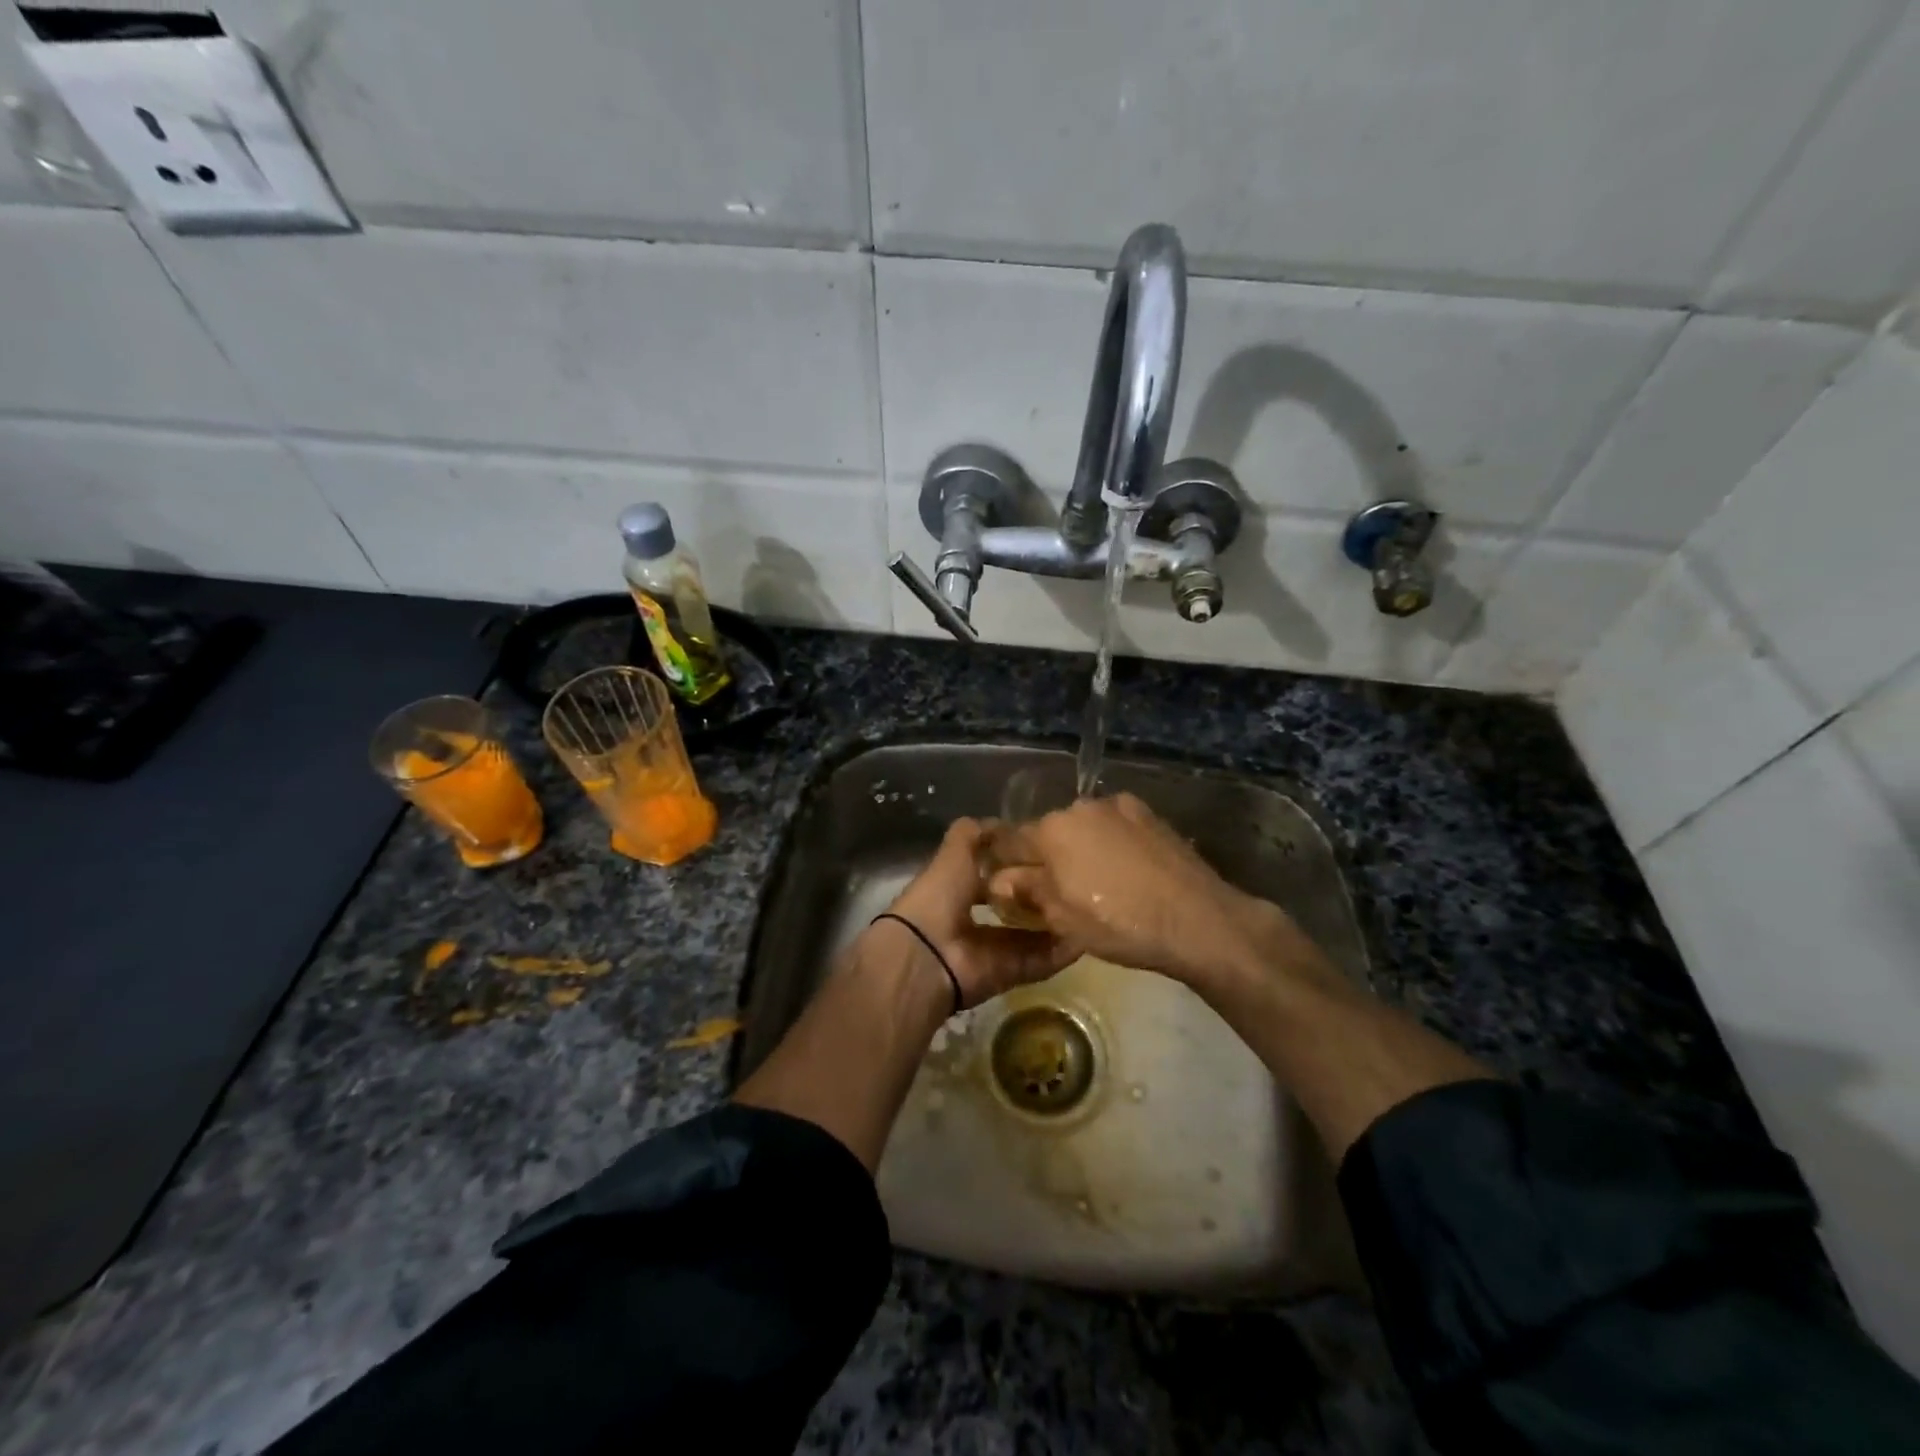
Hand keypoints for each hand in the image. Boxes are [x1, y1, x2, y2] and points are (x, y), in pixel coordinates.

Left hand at [883, 818, 1076, 1007]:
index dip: (1015, 863)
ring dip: (1056, 924)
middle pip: (1014, 906)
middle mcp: (974, 919)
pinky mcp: (1008, 973)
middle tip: (1075, 880)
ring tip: (1088, 906)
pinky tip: (1086, 936)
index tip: (1047, 850)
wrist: (927, 956)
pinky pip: (1040, 962)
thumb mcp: (954, 854)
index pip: (992, 874)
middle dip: (1040, 895)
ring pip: (1031, 936)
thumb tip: (1000, 823)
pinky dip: (1061, 953)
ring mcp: (992, 949)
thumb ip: (973, 835)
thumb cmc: (938, 896)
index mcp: (957, 889)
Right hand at [983, 793, 1307, 991]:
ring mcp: (1118, 806)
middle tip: (1056, 889)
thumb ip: (1025, 891)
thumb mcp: (1062, 918)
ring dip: (1081, 847)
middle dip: (1046, 855)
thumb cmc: (1119, 923)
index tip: (1005, 880)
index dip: (1003, 862)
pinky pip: (1114, 826)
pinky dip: (1111, 843)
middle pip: (1049, 830)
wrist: (1197, 918)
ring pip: (1084, 826)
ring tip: (1098, 881)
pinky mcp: (1149, 813)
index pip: (1010, 840)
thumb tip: (997, 879)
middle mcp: (1079, 806)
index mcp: (1051, 830)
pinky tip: (1126, 870)